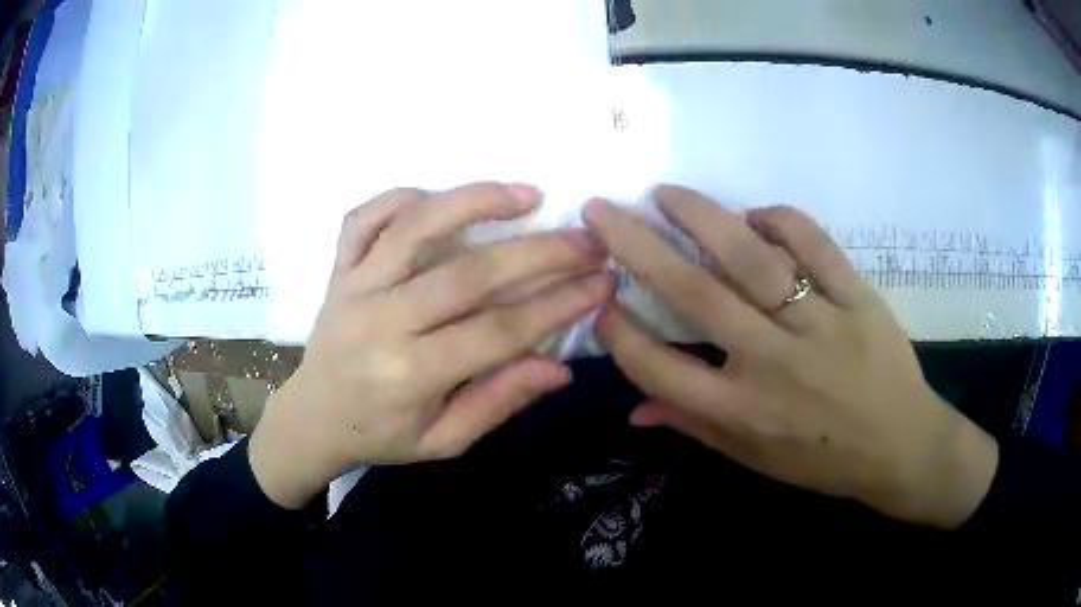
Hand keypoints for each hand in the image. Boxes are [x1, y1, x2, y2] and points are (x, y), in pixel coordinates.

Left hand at [250, 182, 613, 507]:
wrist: (313, 418)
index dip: (558, 305)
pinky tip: (440, 197)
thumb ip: (498, 402)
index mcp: (409, 375)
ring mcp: (354, 287)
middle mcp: (380, 322)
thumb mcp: (444, 441)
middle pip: (468, 275)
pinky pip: (363, 218)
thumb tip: (560, 368)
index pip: (498, 332)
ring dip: (475, 202)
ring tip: (529, 194)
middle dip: (539, 253)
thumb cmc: (381, 435)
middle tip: (588, 240)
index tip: (603, 283)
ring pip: (414, 228)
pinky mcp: (338, 270)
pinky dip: (401, 196)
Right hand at [584, 185, 997, 529]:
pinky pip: (814, 244)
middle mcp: (772, 365)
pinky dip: (780, 220)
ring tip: (666, 194)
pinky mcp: (858, 298)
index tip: (597, 295)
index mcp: (741, 412)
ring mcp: (820, 325)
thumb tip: (633, 408)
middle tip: (602, 211)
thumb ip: (693, 427)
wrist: (901, 447)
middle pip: (695, 294)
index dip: (617, 329)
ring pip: (752, 257)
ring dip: (701, 216)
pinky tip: (756, 215)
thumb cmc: (823, 460)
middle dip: (637, 246)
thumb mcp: (753, 459)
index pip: (658, 367)